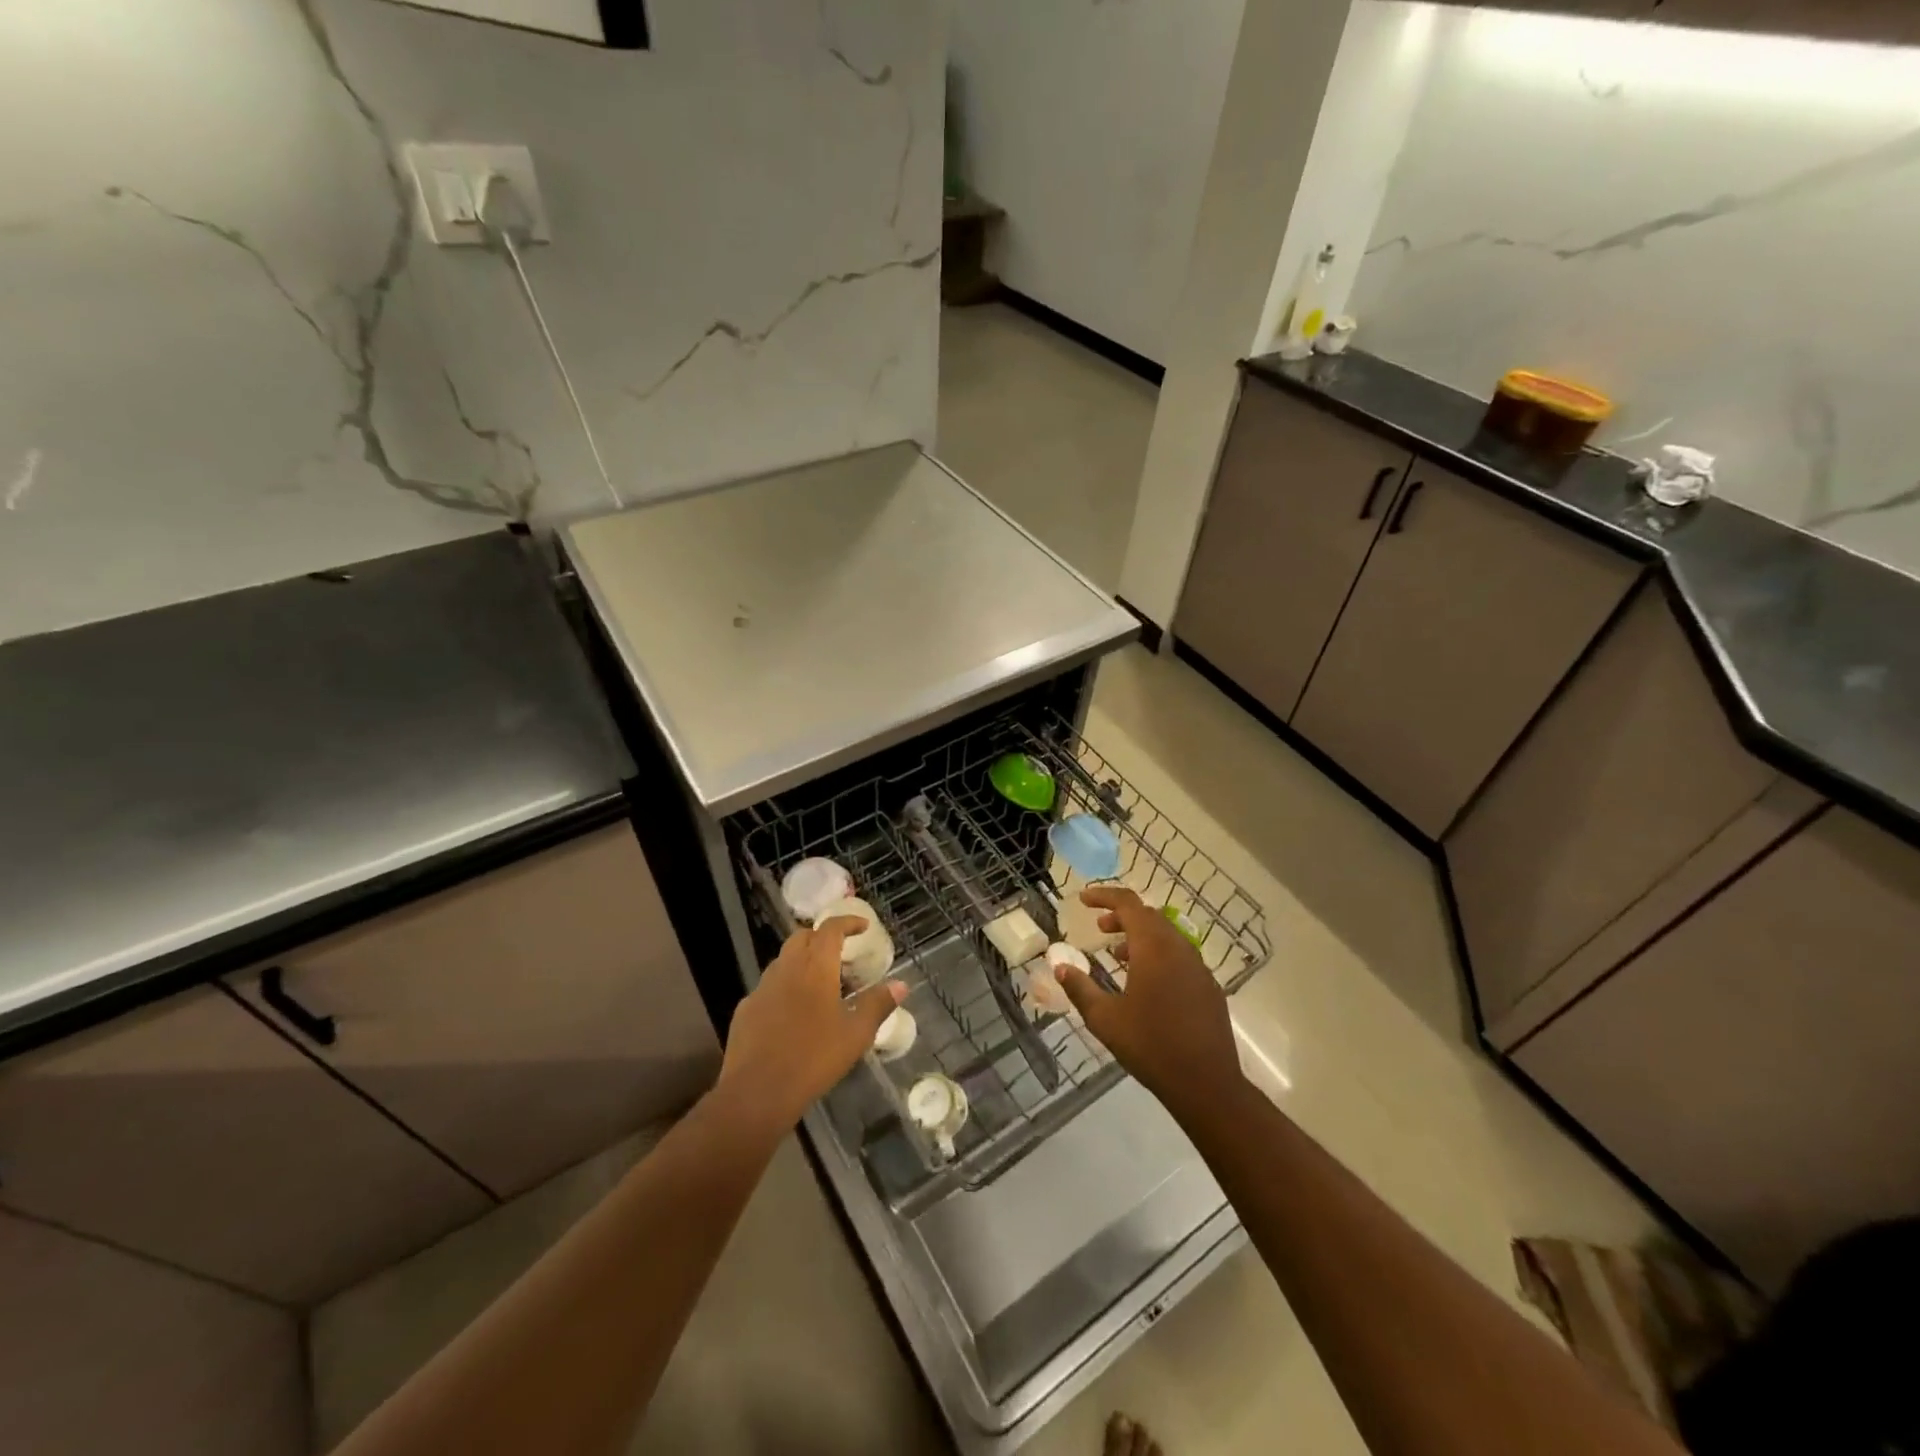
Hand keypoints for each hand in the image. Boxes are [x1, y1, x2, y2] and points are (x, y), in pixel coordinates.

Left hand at [718, 916, 904, 1135]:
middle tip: (841, 954)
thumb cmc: (814, 1058)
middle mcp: (786, 968)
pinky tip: (794, 1014)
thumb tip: (901, 984)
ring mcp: (761, 988)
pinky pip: (769, 987)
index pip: (830, 928)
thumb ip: (878, 1005)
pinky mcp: (745, 1010)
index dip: (848, 922)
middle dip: (822, 938)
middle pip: (803, 938)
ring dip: (803, 962)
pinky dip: (785, 988)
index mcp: (815, 967)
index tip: (863, 927)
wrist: (756, 1093)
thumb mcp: (856, 1034)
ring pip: (784, 961)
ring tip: (821, 985)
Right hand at [1054, 887, 1243, 1119]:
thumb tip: (1060, 966)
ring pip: (1167, 936)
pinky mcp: (1209, 987)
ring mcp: (1198, 967)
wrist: (1206, 1084)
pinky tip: (1147, 982)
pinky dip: (1159, 954)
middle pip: (1149, 916)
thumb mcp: (1104, 1019)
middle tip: (1099, 928)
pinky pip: (1180, 956)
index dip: (1104, 896)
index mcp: (1153, 948)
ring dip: (1140, 936)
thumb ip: (1080, 988)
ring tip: (1119, 955)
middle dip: (1121, 916)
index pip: (1128, 904)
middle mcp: (1179, 948)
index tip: (1083, 900)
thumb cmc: (1150, 1046)